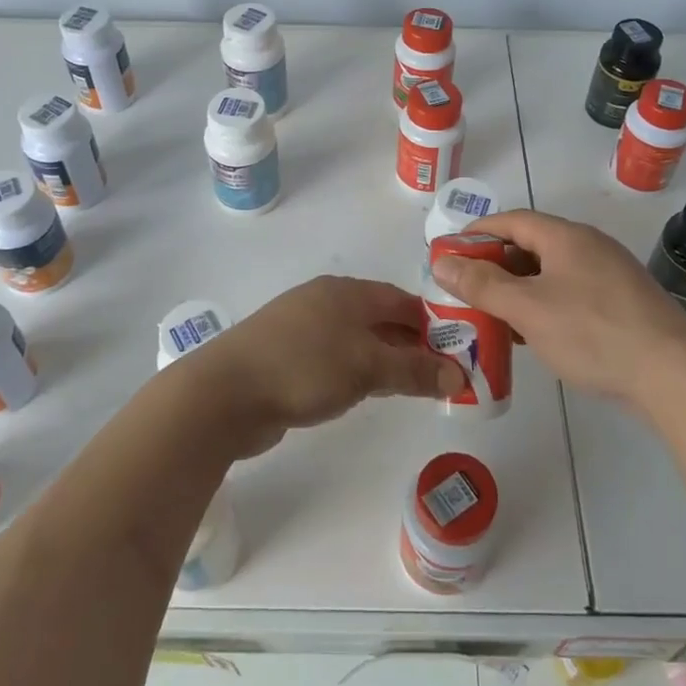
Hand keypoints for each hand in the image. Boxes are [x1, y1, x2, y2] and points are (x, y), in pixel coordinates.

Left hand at [194, 276, 465, 456]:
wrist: (225, 393)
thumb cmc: (304, 367)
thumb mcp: (368, 368)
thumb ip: (414, 370)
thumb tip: (460, 375)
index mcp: (347, 292)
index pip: (402, 301)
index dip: (433, 323)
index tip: (459, 350)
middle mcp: (326, 301)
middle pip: (381, 318)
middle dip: (412, 344)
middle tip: (442, 374)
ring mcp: (302, 328)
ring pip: (357, 339)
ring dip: (385, 360)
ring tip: (412, 387)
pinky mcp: (286, 355)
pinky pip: (335, 358)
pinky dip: (357, 371)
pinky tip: (365, 393)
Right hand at [430, 209, 685, 408]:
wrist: (675, 375)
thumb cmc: (593, 332)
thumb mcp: (528, 308)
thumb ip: (482, 284)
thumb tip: (442, 261)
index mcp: (567, 237)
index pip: (513, 220)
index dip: (478, 232)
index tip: (450, 250)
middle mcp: (590, 247)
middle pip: (532, 245)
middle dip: (495, 264)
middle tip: (466, 287)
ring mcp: (611, 276)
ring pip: (552, 273)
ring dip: (519, 288)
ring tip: (492, 313)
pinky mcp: (623, 305)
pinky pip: (571, 294)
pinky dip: (544, 305)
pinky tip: (533, 334)